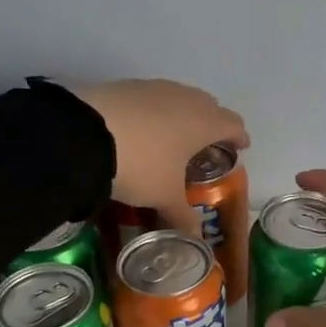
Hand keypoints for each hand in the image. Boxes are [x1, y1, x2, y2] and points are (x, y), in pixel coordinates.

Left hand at [74, 79, 248, 238]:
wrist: (84, 134)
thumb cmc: (141, 164)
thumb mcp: (163, 196)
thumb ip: (183, 217)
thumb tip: (196, 240)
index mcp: (204, 122)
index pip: (233, 124)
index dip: (239, 137)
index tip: (240, 147)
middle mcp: (185, 98)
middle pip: (209, 106)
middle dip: (211, 124)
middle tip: (205, 146)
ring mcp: (155, 88)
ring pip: (180, 98)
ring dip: (182, 115)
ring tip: (172, 138)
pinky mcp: (126, 86)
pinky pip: (152, 97)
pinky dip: (154, 112)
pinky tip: (141, 130)